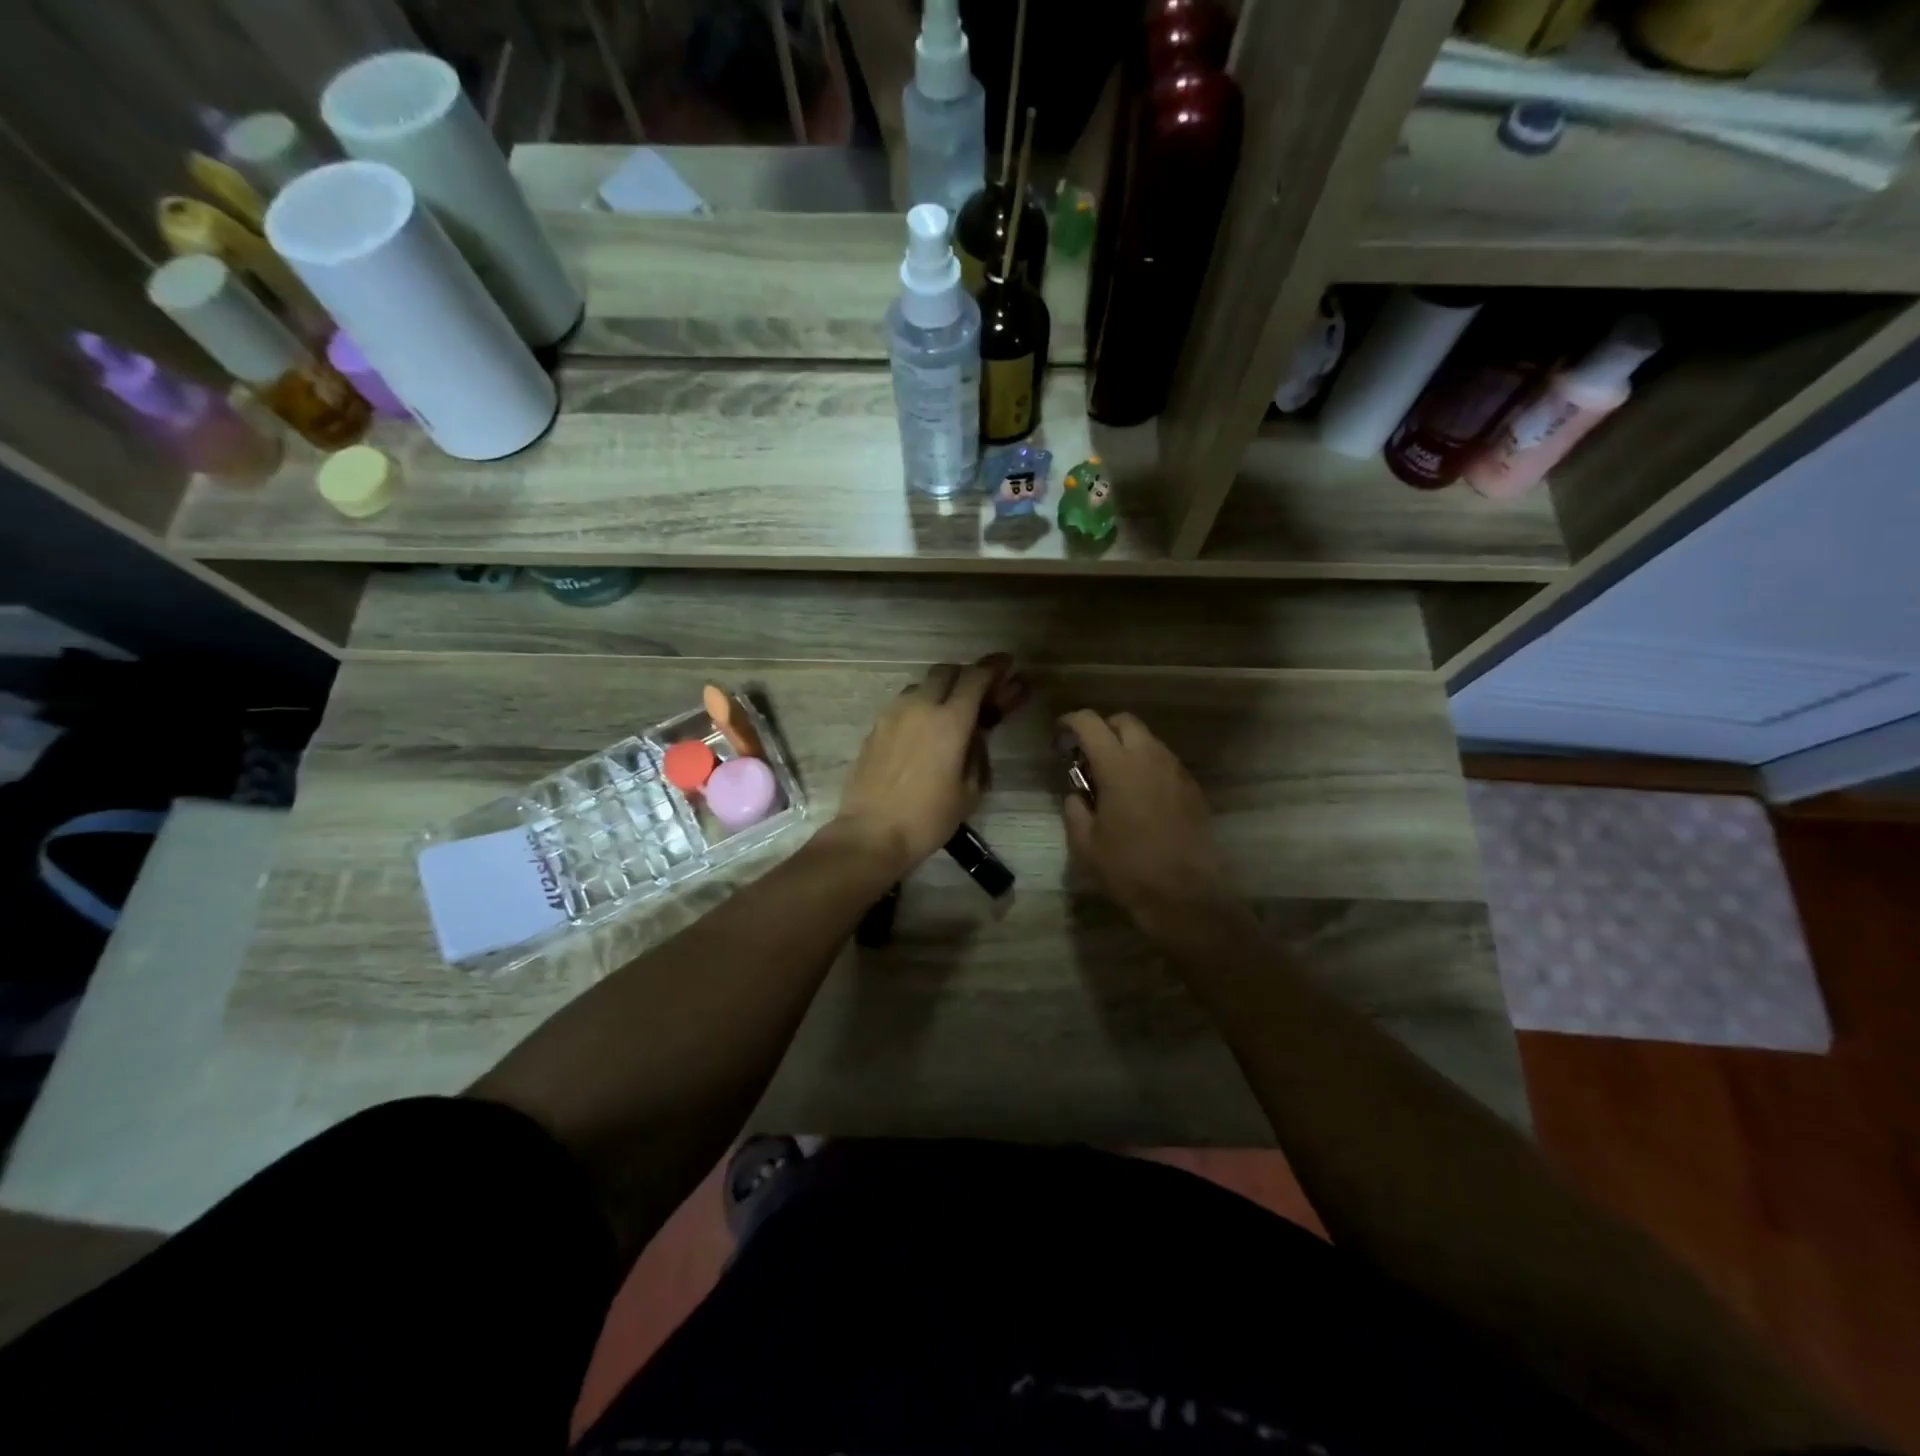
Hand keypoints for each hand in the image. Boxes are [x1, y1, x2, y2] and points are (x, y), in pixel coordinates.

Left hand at [834, 657, 1022, 875]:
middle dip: (966, 675)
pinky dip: (919, 709)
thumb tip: (975, 733)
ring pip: (921, 686)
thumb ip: (977, 752)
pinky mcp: (875, 728)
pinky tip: (923, 733)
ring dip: (939, 692)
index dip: (994, 667)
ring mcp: (892, 715)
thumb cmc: (928, 818)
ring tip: (949, 715)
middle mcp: (920, 707)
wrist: (872, 834)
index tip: (1006, 664)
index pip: (976, 677)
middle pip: (946, 671)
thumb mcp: (970, 790)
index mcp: (950, 720)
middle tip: (979, 692)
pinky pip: (903, 706)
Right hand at [1059, 710, 1237, 939]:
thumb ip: (1075, 809)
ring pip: (1148, 740)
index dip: (1071, 721)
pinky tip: (1140, 796)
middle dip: (1102, 729)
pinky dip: (1147, 765)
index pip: (1090, 723)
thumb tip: (1077, 794)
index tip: (1060, 734)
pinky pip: (1165, 762)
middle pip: (1124, 721)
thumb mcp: (1085, 844)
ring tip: (1114, 777)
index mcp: (1118, 766)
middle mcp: (1150, 758)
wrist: (1186, 896)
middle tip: (1088, 755)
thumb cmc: (1128, 869)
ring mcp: (1176, 771)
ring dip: (1127, 747)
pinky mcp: (1192, 788)